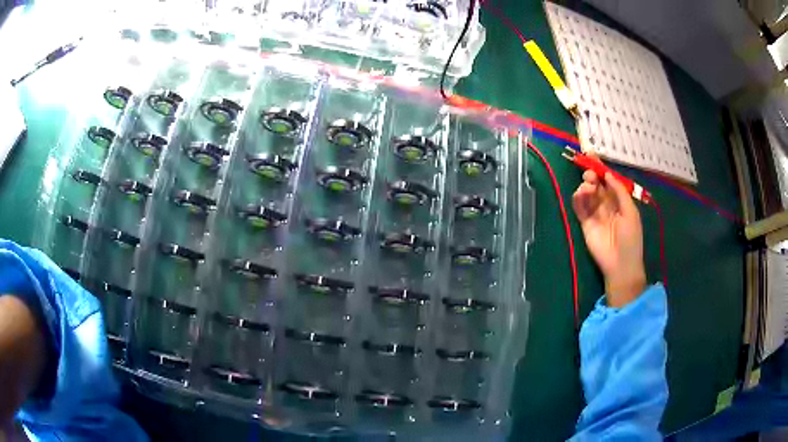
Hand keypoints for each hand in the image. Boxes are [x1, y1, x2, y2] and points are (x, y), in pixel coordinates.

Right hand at [572, 169, 645, 306]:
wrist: (620, 264)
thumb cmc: (630, 238)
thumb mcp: (630, 212)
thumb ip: (619, 192)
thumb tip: (607, 174)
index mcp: (619, 200)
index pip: (608, 181)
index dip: (601, 168)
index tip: (592, 155)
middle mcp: (606, 204)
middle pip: (596, 184)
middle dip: (591, 176)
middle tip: (589, 175)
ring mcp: (594, 214)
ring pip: (586, 194)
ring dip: (585, 187)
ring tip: (587, 190)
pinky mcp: (584, 223)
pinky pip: (579, 207)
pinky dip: (578, 199)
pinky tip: (580, 196)